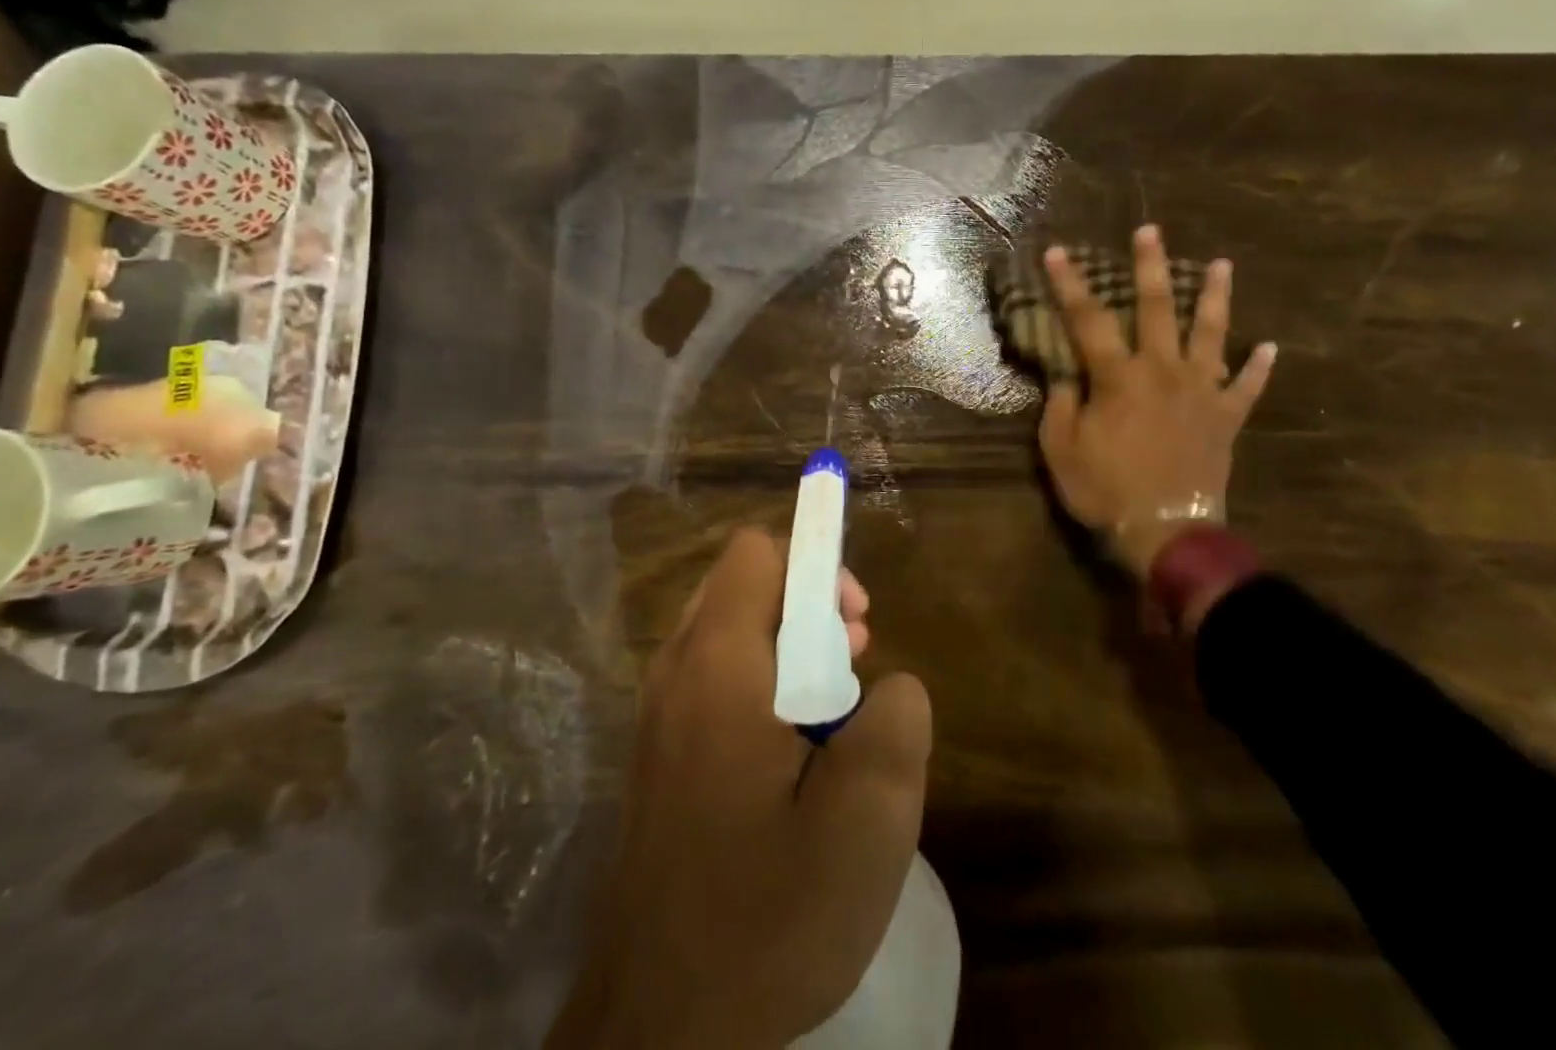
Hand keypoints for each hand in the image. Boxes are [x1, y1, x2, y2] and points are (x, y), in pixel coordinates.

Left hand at [547, 530, 931, 1049]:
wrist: (658, 1028)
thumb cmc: (766, 916)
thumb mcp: (867, 821)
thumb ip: (897, 723)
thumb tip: (889, 686)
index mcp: (719, 665)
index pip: (758, 553)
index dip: (817, 566)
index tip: (858, 624)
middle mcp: (678, 670)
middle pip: (746, 586)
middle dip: (810, 608)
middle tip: (853, 671)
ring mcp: (660, 712)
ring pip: (734, 633)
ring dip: (791, 652)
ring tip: (832, 720)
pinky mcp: (660, 752)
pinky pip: (717, 679)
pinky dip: (763, 688)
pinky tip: (793, 760)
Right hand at [1038, 226, 1275, 578]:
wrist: (1167, 532)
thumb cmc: (1106, 490)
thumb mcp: (1061, 449)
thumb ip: (1060, 405)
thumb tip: (1065, 375)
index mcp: (1118, 377)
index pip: (1088, 319)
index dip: (1070, 284)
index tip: (1059, 251)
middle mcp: (1163, 371)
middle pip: (1157, 309)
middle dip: (1152, 267)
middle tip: (1152, 231)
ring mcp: (1201, 392)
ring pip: (1212, 334)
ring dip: (1215, 298)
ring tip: (1223, 265)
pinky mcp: (1226, 417)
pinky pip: (1247, 387)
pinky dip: (1259, 368)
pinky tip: (1269, 348)